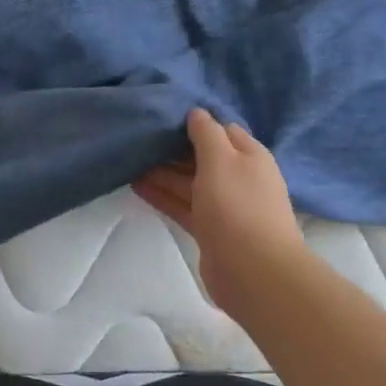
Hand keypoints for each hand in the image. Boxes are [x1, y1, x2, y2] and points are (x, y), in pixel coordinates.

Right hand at [133, 108, 304, 308]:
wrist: (255, 272)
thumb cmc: (238, 206)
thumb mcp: (221, 159)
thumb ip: (206, 133)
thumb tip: (197, 112)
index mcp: (250, 156)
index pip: (223, 130)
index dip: (197, 123)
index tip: (165, 117)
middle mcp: (239, 178)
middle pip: (203, 157)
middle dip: (174, 148)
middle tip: (140, 138)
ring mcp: (225, 207)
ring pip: (190, 183)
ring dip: (163, 172)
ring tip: (130, 160)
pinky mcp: (210, 231)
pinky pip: (183, 206)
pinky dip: (162, 195)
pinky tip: (136, 185)